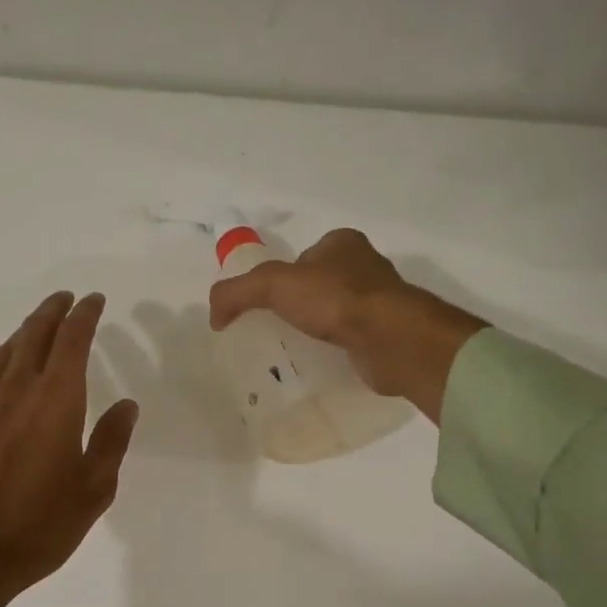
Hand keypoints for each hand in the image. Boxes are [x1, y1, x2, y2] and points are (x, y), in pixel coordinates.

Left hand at [0, 292, 137, 606]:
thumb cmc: (37, 526)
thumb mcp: (92, 490)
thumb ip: (111, 442)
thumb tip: (126, 405)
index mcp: (56, 400)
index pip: (72, 341)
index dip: (85, 316)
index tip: (95, 301)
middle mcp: (17, 390)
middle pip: (34, 335)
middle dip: (53, 312)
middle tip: (67, 299)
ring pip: (5, 351)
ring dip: (25, 330)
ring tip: (38, 324)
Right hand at [207, 228, 487, 422]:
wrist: (391, 339)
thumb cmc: (336, 300)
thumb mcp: (273, 286)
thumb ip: (237, 292)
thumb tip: (214, 314)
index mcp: (342, 243)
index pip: (303, 257)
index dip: (282, 278)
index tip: (267, 305)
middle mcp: (365, 267)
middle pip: (320, 285)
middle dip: (301, 305)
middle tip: (277, 331)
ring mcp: (380, 301)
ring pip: (337, 312)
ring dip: (319, 328)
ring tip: (296, 350)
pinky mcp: (387, 333)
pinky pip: (352, 339)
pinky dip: (337, 349)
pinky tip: (322, 362)